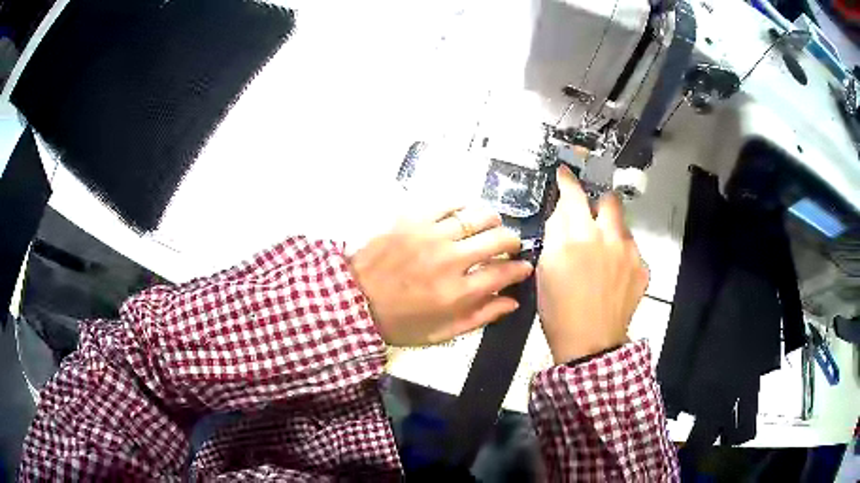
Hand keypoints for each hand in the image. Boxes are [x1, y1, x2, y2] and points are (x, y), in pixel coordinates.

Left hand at [349, 203, 533, 345]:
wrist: (353, 299)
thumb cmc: (398, 322)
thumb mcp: (440, 333)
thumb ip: (480, 317)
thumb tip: (512, 302)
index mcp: (457, 293)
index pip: (504, 273)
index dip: (520, 269)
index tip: (523, 267)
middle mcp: (449, 259)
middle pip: (498, 239)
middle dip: (512, 241)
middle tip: (509, 246)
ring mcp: (430, 235)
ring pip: (477, 215)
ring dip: (491, 221)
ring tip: (490, 227)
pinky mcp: (411, 219)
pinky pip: (447, 202)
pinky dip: (462, 205)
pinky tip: (463, 213)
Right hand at [537, 166, 648, 363]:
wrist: (591, 344)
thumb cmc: (559, 310)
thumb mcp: (545, 270)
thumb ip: (555, 234)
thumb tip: (563, 213)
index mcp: (578, 237)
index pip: (573, 195)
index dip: (568, 181)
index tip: (565, 173)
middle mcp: (608, 237)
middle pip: (608, 200)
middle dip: (598, 201)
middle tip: (589, 216)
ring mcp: (630, 252)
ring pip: (622, 224)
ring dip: (611, 229)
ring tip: (602, 254)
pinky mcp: (643, 268)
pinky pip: (632, 248)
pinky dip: (621, 253)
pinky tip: (614, 273)